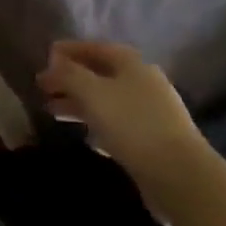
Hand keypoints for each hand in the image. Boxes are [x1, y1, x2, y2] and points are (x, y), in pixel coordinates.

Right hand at [37, 42, 214, 206]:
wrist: (181, 177)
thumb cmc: (132, 124)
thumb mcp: (91, 92)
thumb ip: (68, 74)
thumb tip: (53, 62)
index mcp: (130, 63)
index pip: (93, 47)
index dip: (67, 51)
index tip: (44, 58)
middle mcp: (143, 82)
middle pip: (99, 75)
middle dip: (70, 81)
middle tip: (43, 89)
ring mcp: (152, 113)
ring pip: (108, 101)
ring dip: (80, 105)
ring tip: (54, 113)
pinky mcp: (156, 141)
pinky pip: (119, 126)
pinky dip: (100, 126)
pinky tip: (87, 138)